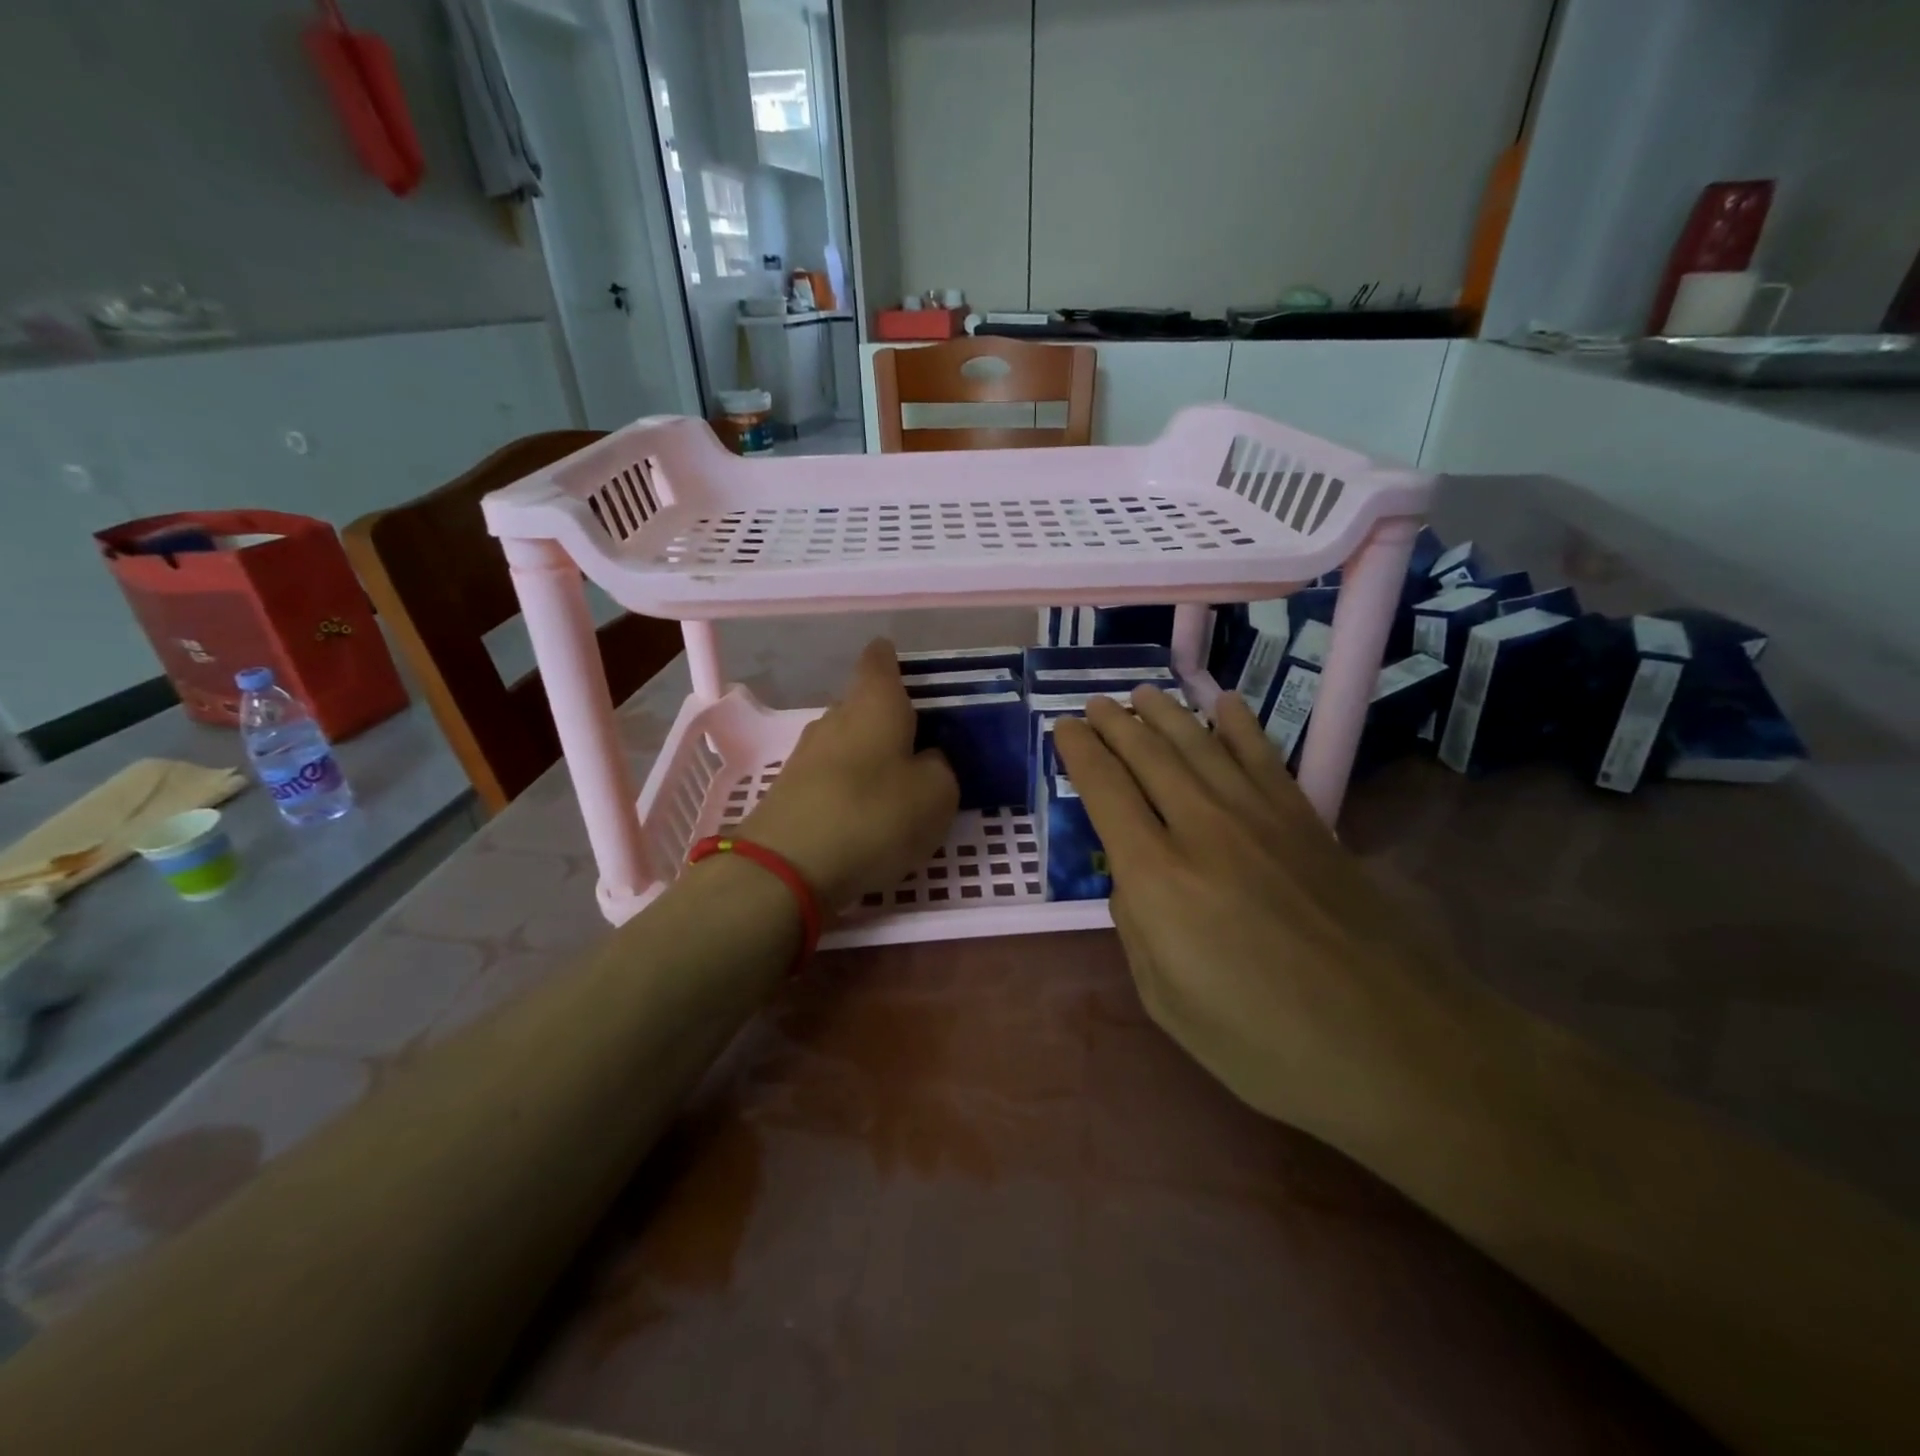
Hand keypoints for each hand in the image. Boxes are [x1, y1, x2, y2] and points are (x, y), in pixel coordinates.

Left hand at [738, 639, 957, 910]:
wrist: (786, 868)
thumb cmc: (874, 815)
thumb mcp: (936, 795)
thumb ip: (939, 768)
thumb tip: (926, 760)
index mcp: (874, 703)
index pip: (880, 660)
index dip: (893, 660)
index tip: (910, 673)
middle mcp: (835, 718)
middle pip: (863, 704)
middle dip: (889, 719)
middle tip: (921, 744)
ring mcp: (806, 754)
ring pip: (846, 742)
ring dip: (869, 757)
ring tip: (897, 785)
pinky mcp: (789, 791)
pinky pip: (830, 777)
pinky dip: (850, 788)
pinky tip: (866, 816)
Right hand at [1053, 688, 1465, 1139]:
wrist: (1394, 1045)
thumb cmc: (1265, 1042)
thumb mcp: (1167, 1002)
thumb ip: (1136, 928)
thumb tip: (1133, 878)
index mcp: (1158, 878)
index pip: (1105, 791)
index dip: (1080, 753)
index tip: (1064, 729)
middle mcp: (1203, 829)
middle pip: (1149, 755)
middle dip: (1116, 723)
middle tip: (1096, 703)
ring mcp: (1261, 818)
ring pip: (1201, 744)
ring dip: (1166, 713)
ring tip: (1143, 694)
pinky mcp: (1307, 821)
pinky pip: (1263, 756)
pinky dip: (1239, 725)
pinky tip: (1224, 704)